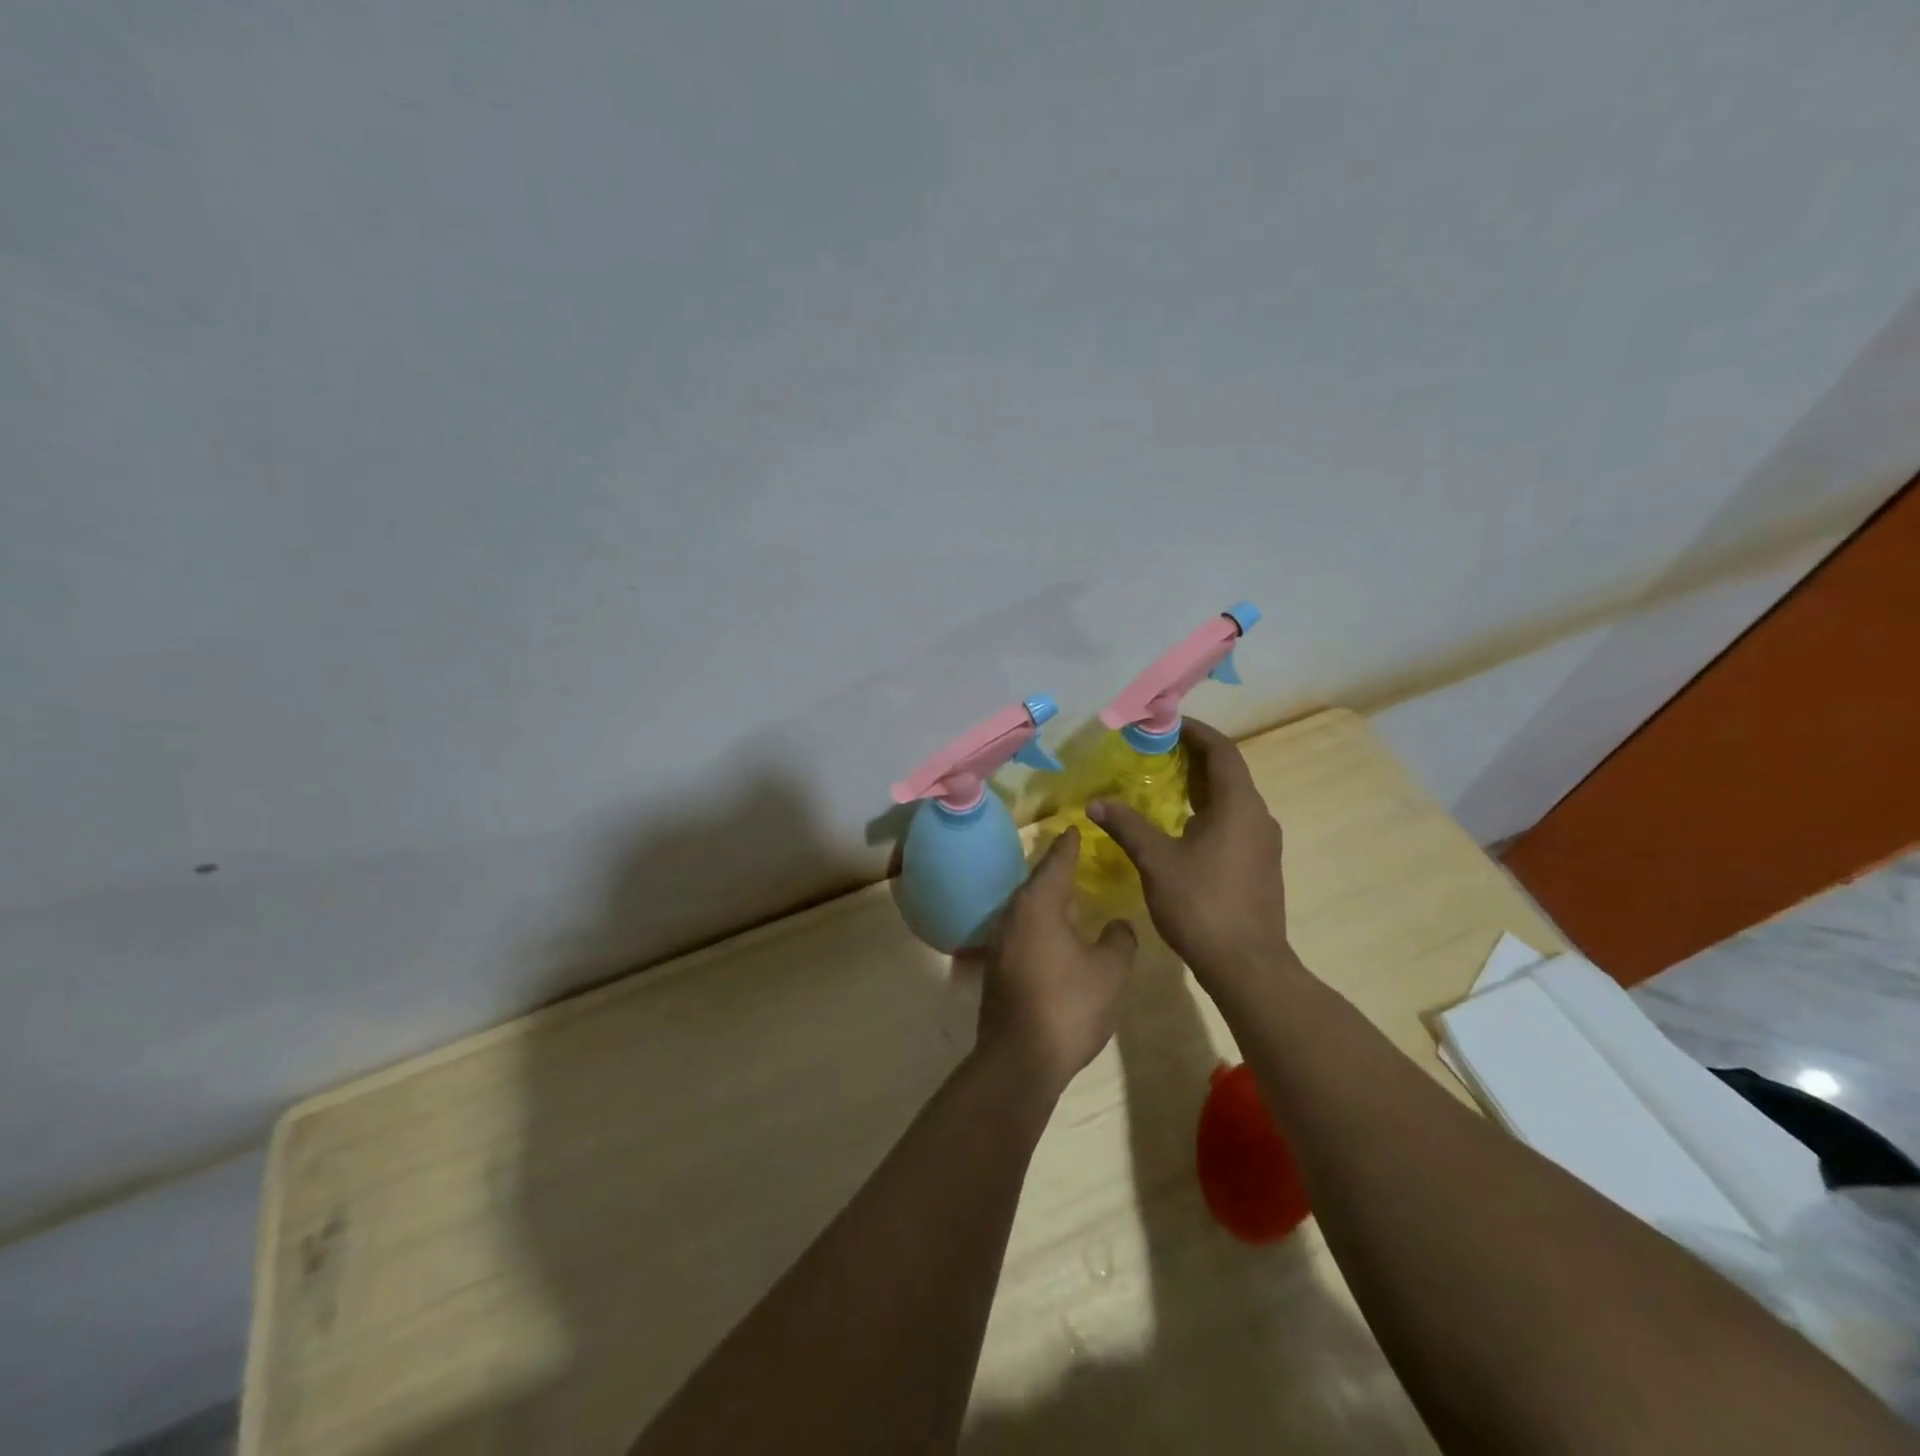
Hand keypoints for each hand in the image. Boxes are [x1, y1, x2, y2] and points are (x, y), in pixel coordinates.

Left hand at [976, 827, 1136, 1096]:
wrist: (1019, 1059)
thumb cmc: (1069, 1006)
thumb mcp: (1109, 971)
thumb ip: (1119, 940)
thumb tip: (1118, 924)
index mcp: (1038, 905)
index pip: (1056, 863)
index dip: (1068, 845)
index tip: (1074, 827)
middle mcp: (1012, 915)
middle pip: (1036, 883)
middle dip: (1055, 870)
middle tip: (1074, 856)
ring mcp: (1000, 943)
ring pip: (1027, 909)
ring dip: (1046, 899)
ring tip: (1068, 895)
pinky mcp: (997, 968)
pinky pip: (1022, 931)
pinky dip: (1039, 924)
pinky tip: (1054, 935)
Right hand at [1087, 719, 1295, 1001]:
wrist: (1247, 965)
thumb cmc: (1201, 904)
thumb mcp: (1156, 861)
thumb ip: (1127, 826)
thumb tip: (1097, 802)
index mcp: (1239, 805)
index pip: (1222, 751)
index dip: (1196, 732)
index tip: (1167, 723)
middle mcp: (1258, 816)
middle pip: (1229, 772)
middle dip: (1195, 757)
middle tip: (1157, 750)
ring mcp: (1263, 843)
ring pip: (1232, 799)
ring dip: (1202, 786)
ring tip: (1165, 783)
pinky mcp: (1261, 865)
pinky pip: (1234, 821)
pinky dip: (1209, 811)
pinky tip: (1182, 826)